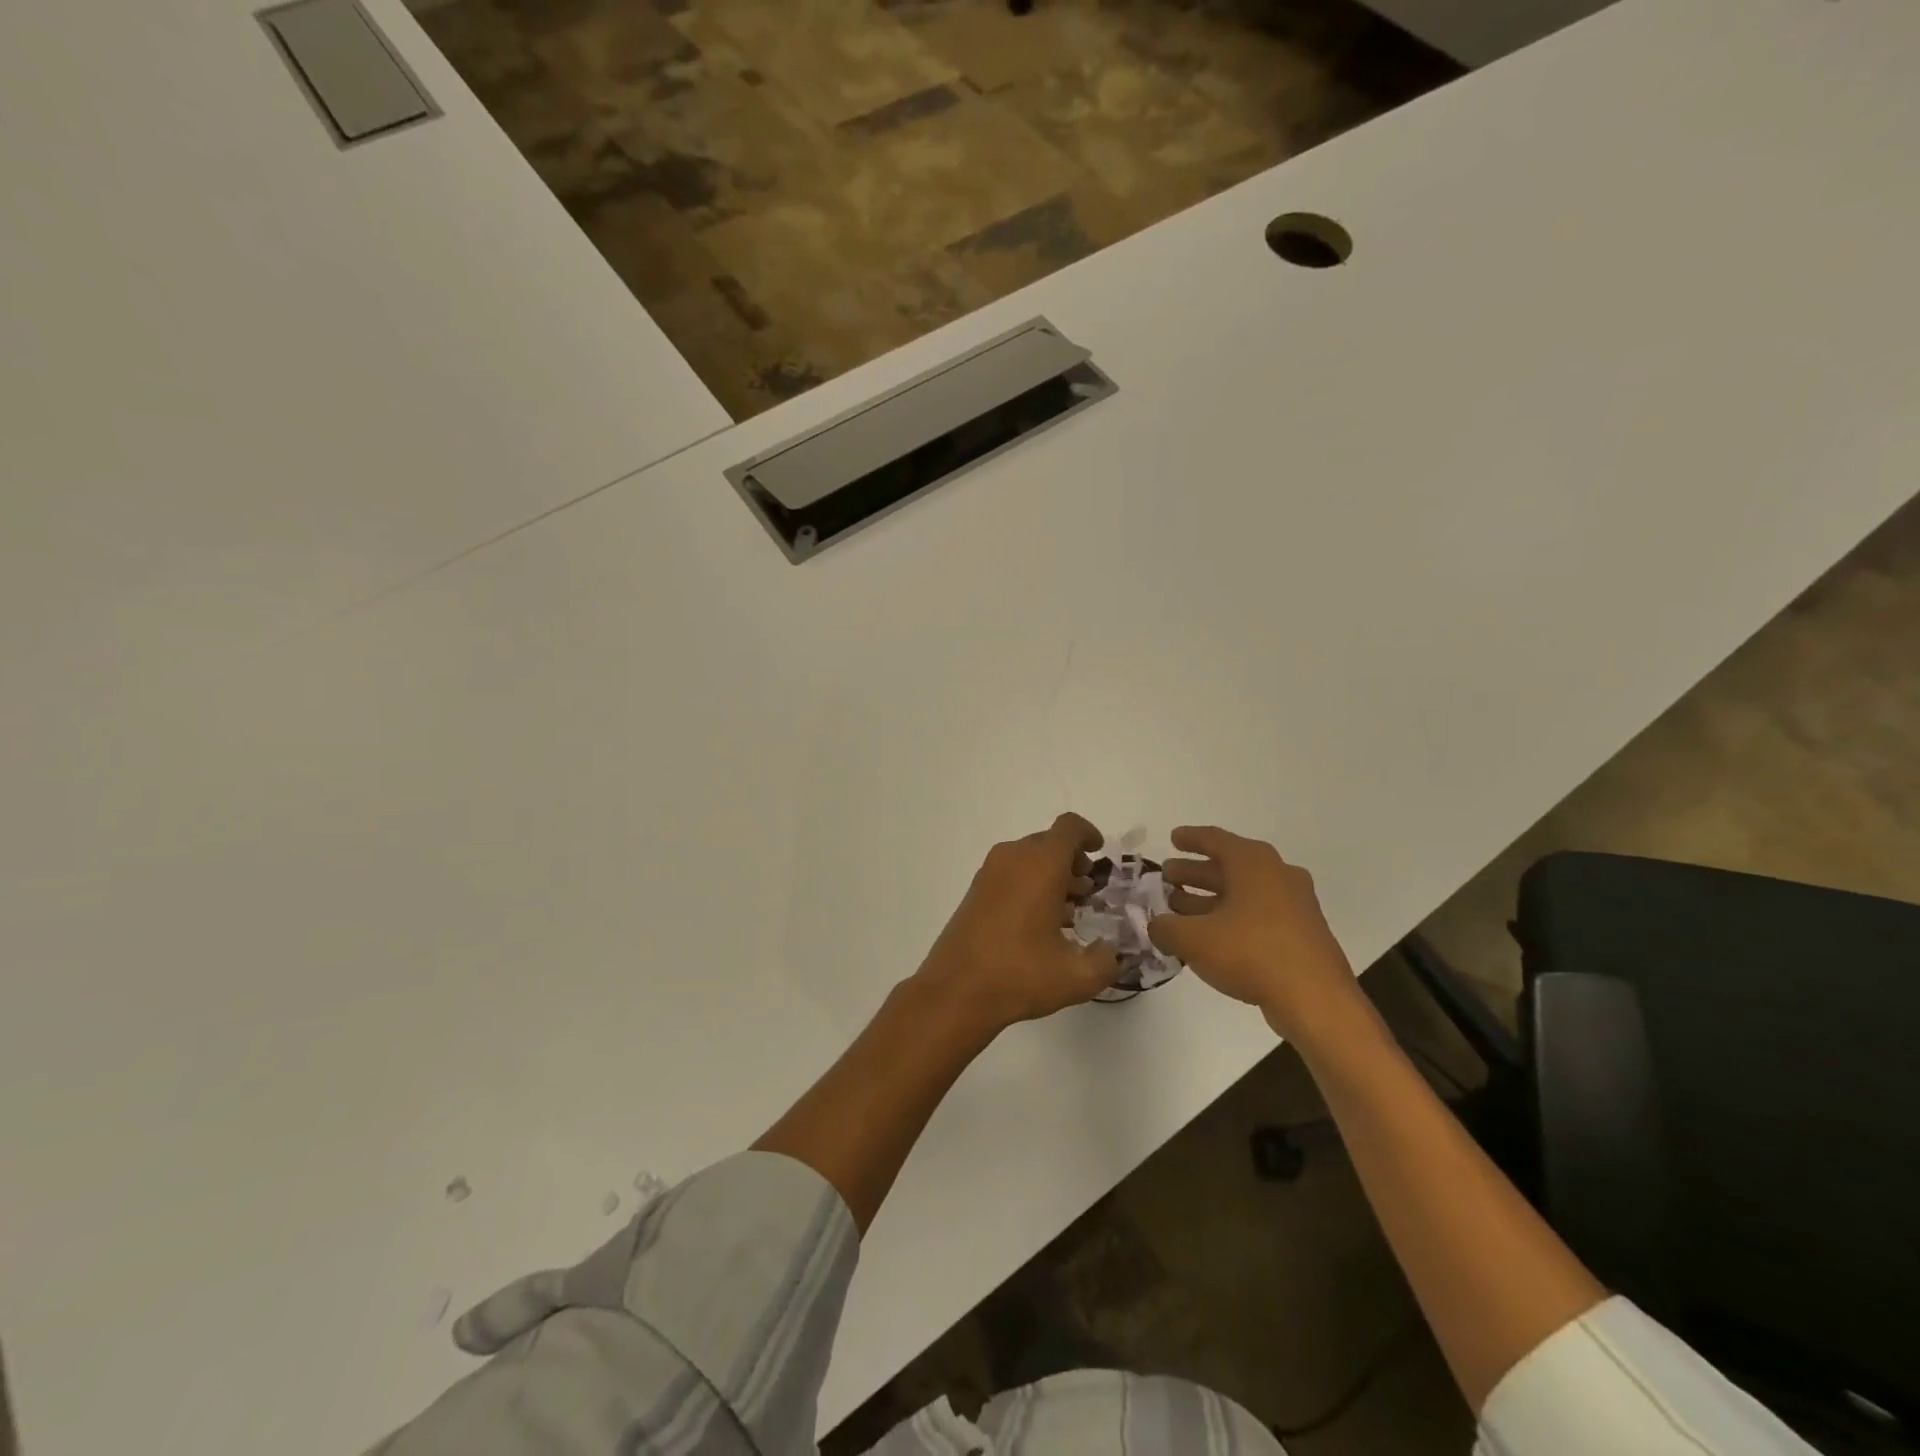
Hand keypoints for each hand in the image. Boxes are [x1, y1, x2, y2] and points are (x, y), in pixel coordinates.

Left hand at [913, 812, 1120, 1034]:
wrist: (955, 990)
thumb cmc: (1019, 975)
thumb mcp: (1076, 977)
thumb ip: (1106, 961)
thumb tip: (1111, 952)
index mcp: (1041, 865)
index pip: (1069, 827)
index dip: (1088, 834)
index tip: (1099, 854)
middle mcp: (1014, 858)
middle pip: (1049, 842)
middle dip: (1072, 861)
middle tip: (1088, 891)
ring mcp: (989, 873)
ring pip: (1029, 858)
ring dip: (1052, 875)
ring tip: (1070, 910)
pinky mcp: (975, 891)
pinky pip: (1011, 873)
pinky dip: (1030, 884)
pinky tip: (1040, 923)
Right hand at [1147, 826, 1362, 1045]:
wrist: (1316, 1000)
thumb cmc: (1252, 953)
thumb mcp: (1194, 939)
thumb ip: (1165, 928)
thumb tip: (1156, 926)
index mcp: (1253, 863)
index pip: (1215, 839)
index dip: (1190, 838)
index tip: (1172, 838)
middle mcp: (1277, 875)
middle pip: (1229, 866)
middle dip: (1196, 872)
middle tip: (1168, 875)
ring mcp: (1293, 905)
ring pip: (1243, 893)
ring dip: (1210, 897)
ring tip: (1178, 907)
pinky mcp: (1300, 934)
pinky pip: (1257, 915)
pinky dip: (1230, 918)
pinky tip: (1208, 937)